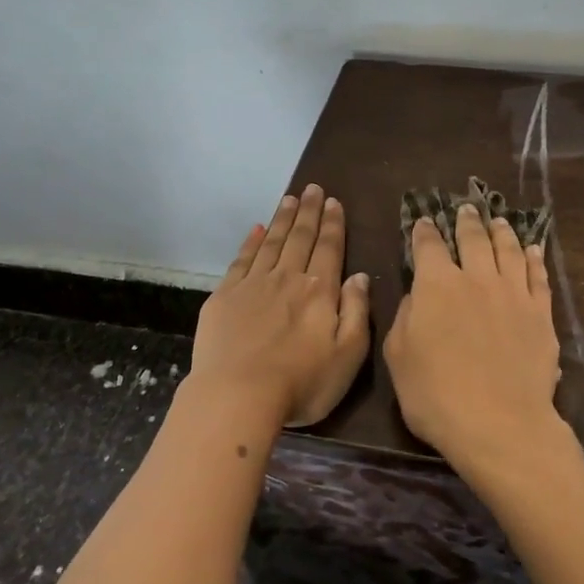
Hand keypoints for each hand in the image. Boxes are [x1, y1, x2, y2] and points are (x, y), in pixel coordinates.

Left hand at [190, 185, 370, 428]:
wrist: (238, 395)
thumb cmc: (302, 382)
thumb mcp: (348, 355)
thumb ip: (357, 312)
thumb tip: (359, 276)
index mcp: (319, 291)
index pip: (329, 248)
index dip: (333, 224)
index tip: (334, 202)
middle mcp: (287, 278)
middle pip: (300, 238)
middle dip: (309, 212)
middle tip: (313, 188)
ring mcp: (252, 285)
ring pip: (272, 243)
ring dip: (282, 219)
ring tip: (290, 198)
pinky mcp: (224, 297)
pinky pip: (241, 260)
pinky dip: (250, 242)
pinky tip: (256, 229)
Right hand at [383, 203, 575, 485]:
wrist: (499, 423)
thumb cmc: (435, 395)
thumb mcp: (398, 357)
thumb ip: (405, 318)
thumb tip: (416, 296)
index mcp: (436, 285)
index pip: (429, 246)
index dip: (424, 231)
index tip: (424, 221)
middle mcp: (477, 278)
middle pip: (473, 239)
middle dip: (466, 221)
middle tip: (466, 208)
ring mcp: (513, 293)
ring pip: (509, 250)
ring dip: (502, 231)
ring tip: (498, 221)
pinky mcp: (541, 313)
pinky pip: (538, 276)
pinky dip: (535, 258)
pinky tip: (534, 250)